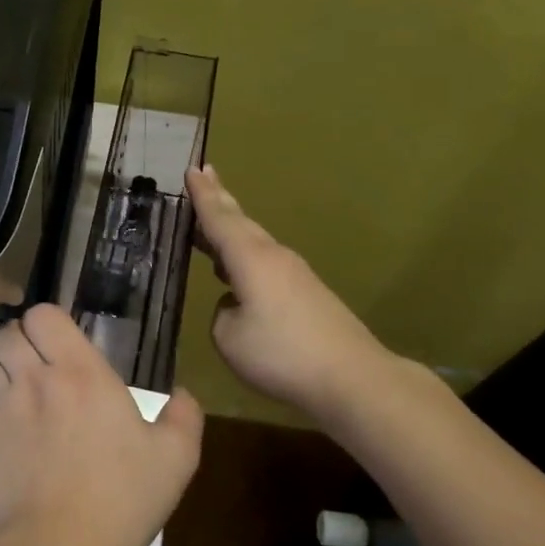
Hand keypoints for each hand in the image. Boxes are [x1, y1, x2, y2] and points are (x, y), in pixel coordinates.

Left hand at [0, 304, 203, 545]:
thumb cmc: (122, 498)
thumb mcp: (175, 458)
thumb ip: (184, 417)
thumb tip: (182, 394)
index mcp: (79, 372)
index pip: (42, 315)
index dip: (47, 321)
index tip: (61, 341)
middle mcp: (33, 381)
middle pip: (5, 333)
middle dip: (19, 341)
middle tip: (38, 364)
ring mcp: (0, 412)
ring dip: (1, 372)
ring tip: (19, 395)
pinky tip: (12, 444)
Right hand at [187, 164, 395, 421]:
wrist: (352, 377)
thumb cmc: (282, 354)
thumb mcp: (229, 338)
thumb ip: (222, 314)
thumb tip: (235, 304)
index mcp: (250, 259)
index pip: (219, 219)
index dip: (202, 195)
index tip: (192, 168)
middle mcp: (273, 257)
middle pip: (240, 223)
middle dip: (219, 201)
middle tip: (203, 176)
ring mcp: (294, 274)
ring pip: (254, 243)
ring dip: (231, 231)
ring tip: (209, 227)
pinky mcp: (307, 294)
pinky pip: (266, 265)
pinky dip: (244, 258)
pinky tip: (236, 275)